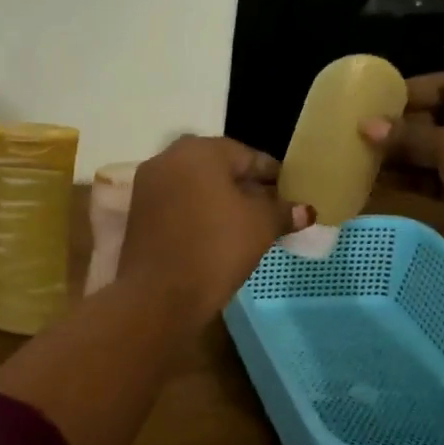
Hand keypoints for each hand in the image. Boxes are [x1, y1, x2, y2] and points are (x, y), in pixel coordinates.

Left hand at [117, 136, 310, 325]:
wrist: (159, 294)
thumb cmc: (216, 248)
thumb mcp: (261, 226)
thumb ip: (283, 211)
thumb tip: (305, 210)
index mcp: (200, 150)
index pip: (248, 156)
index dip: (273, 176)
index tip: (291, 195)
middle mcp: (169, 157)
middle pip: (219, 167)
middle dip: (246, 186)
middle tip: (271, 210)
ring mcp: (149, 184)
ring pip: (196, 185)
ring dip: (221, 199)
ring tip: (247, 224)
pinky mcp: (139, 211)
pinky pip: (178, 202)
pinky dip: (198, 212)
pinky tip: (216, 233)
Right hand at [361, 71, 443, 291]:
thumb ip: (408, 135)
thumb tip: (365, 125)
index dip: (409, 92)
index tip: (368, 102)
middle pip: (442, 119)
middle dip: (399, 127)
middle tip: (354, 132)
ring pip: (436, 153)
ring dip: (399, 157)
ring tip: (356, 157)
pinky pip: (436, 182)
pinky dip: (408, 182)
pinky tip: (372, 183)